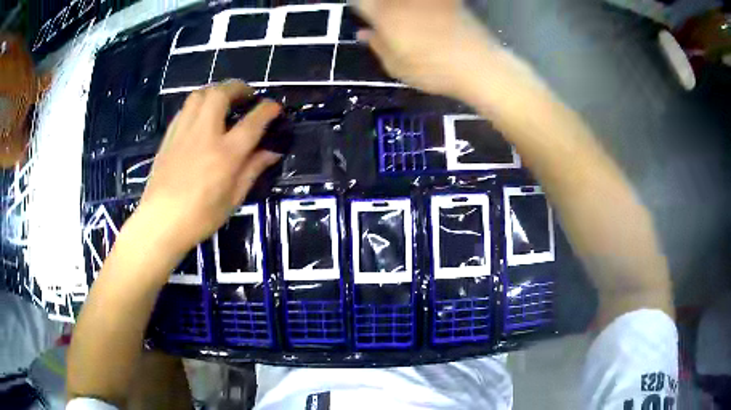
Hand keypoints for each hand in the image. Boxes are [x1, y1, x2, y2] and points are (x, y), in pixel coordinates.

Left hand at [137, 81, 281, 253]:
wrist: (160, 223)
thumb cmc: (200, 217)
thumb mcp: (233, 199)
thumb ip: (252, 170)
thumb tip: (271, 152)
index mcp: (226, 153)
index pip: (253, 121)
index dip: (268, 109)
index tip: (275, 107)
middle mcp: (205, 134)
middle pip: (221, 94)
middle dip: (238, 87)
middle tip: (247, 95)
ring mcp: (184, 132)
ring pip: (200, 95)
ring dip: (216, 91)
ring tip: (224, 100)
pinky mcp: (169, 136)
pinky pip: (185, 109)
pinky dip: (198, 104)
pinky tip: (201, 116)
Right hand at [354, 0, 504, 100]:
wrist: (478, 65)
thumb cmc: (433, 70)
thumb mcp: (396, 66)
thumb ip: (377, 45)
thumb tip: (363, 33)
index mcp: (384, 13)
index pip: (360, 2)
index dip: (361, 9)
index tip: (366, 20)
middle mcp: (403, 0)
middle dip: (380, 7)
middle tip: (385, 21)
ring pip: (406, 1)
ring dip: (400, 7)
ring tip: (407, 23)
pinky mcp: (448, 0)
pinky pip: (429, 3)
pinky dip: (423, 7)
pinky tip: (428, 17)